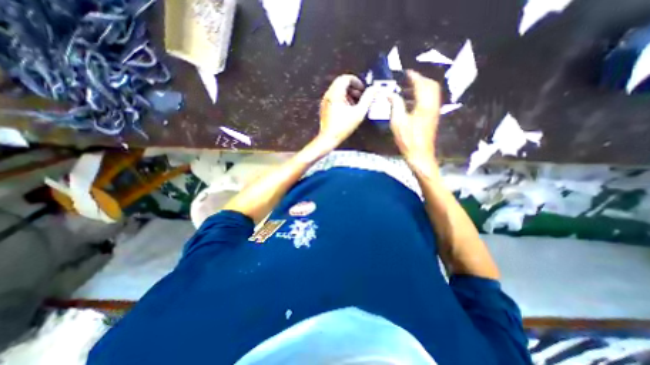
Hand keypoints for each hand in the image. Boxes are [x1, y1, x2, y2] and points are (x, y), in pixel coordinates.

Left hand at [318, 75, 378, 149]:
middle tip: (361, 96)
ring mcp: (325, 101)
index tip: (363, 89)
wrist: (328, 138)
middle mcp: (328, 95)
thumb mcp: (358, 113)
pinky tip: (348, 110)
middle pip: (341, 83)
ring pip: (337, 90)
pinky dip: (342, 99)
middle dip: (353, 88)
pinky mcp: (325, 108)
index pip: (345, 78)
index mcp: (335, 93)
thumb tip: (374, 89)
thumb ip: (368, 99)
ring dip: (348, 94)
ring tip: (356, 104)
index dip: (356, 81)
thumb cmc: (343, 127)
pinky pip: (334, 98)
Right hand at [386, 70, 441, 174]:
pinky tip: (412, 100)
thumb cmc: (408, 140)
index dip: (413, 76)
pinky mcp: (433, 117)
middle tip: (407, 79)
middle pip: (431, 85)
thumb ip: (395, 105)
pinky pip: (430, 100)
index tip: (406, 72)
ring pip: (432, 92)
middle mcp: (433, 105)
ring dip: (422, 87)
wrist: (420, 154)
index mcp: (424, 105)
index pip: (421, 84)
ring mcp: (434, 111)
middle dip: (420, 79)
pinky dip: (423, 95)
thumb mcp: (398, 122)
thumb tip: (390, 94)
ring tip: (408, 88)